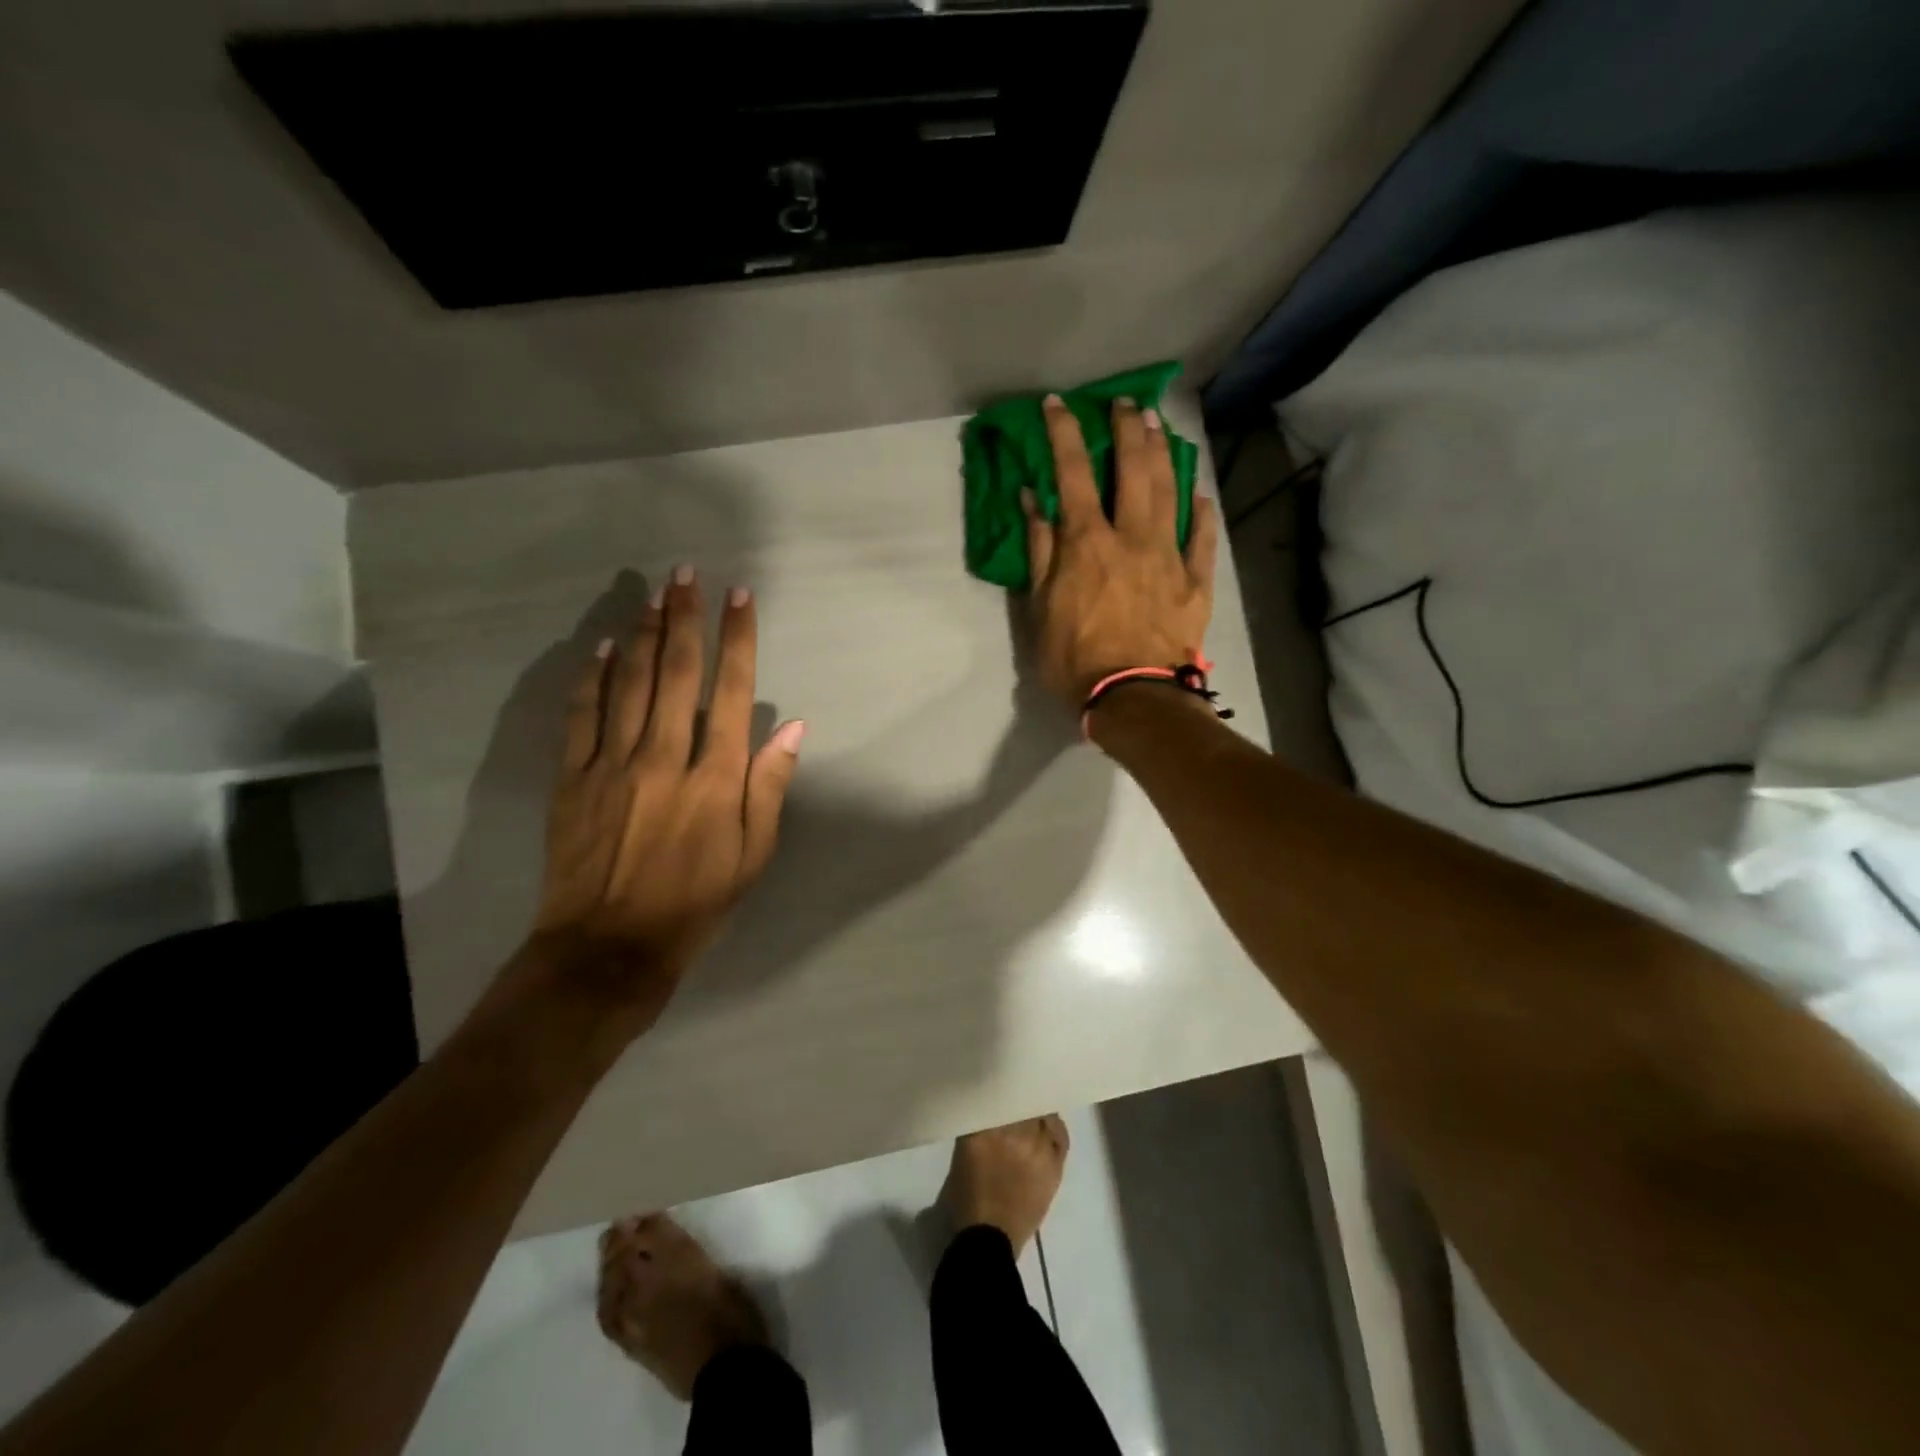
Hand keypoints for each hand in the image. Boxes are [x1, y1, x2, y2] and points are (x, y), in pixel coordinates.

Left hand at [529, 567, 804, 1023]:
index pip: (732, 692)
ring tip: (650, 595)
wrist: (610, 947)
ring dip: (640, 634)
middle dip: (683, 619)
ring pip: (627, 684)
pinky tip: (600, 648)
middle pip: (675, 674)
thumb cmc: (696, 902)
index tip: (739, 598)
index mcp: (715, 778)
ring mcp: (612, 765)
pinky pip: (581, 717)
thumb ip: (769, 787)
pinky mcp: (572, 779)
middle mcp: (664, 758)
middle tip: (685, 575)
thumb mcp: (753, 855)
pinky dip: (591, 678)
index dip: (737, 641)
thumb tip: (792, 729)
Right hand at [1023, 396, 1218, 705]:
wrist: (1133, 697)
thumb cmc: (1075, 658)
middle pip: (1133, 468)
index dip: (1064, 433)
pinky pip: (1203, 538)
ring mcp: (1169, 556)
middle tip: (1125, 404)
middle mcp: (1132, 537)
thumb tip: (1032, 499)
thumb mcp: (1040, 608)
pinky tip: (1201, 494)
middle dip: (1127, 429)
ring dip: (1164, 454)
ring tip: (1161, 426)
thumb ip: (1039, 550)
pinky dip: (1202, 513)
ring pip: (1171, 492)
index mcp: (1087, 542)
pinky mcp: (1196, 582)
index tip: (1058, 404)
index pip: (1072, 473)